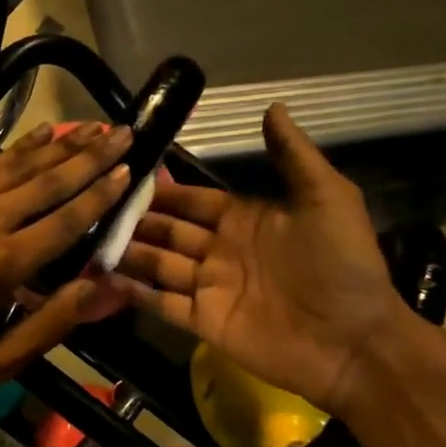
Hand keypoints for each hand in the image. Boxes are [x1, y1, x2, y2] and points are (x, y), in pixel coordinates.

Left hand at [0, 123, 132, 392]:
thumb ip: (50, 325)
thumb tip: (100, 288)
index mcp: (0, 265)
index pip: (64, 220)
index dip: (100, 194)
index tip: (129, 170)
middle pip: (48, 181)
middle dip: (92, 156)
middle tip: (126, 134)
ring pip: (20, 165)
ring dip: (62, 144)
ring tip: (96, 125)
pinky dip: (21, 147)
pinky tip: (44, 133)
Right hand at [113, 104, 415, 414]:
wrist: (355, 340)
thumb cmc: (342, 265)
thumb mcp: (326, 197)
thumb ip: (293, 155)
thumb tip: (273, 106)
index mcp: (244, 220)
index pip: (192, 200)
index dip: (164, 190)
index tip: (127, 175)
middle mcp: (220, 250)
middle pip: (168, 230)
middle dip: (136, 220)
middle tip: (96, 206)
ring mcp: (210, 287)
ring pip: (158, 264)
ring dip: (129, 252)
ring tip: (90, 238)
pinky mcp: (205, 322)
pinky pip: (163, 303)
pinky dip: (135, 292)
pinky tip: (105, 278)